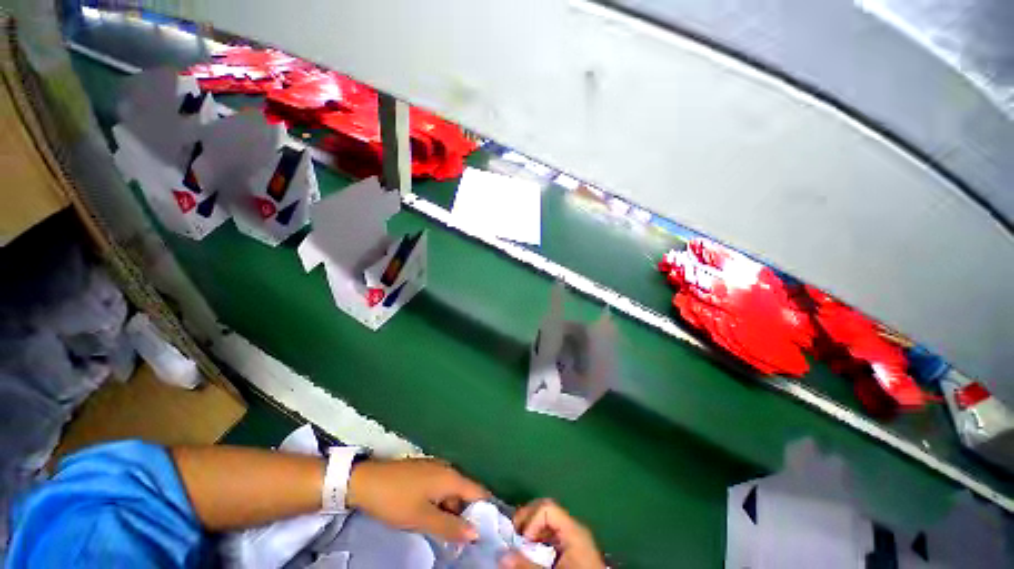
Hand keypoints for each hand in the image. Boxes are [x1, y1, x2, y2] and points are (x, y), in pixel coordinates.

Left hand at [346, 458, 488, 542]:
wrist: (366, 481)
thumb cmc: (396, 500)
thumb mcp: (422, 518)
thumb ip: (450, 526)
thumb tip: (475, 534)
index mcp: (451, 477)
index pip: (479, 492)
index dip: (485, 511)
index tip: (487, 531)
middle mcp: (447, 468)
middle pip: (465, 493)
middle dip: (464, 515)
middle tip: (458, 540)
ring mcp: (435, 468)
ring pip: (451, 492)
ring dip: (449, 511)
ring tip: (440, 532)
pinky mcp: (424, 471)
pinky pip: (440, 488)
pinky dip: (439, 503)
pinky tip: (428, 516)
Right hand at [499, 499, 604, 568]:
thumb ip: (527, 565)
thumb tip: (501, 556)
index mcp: (573, 529)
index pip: (547, 507)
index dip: (531, 520)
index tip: (522, 541)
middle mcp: (575, 528)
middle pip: (547, 510)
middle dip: (528, 520)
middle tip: (514, 536)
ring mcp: (575, 538)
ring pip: (549, 523)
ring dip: (532, 530)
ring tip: (521, 544)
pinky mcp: (573, 549)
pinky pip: (553, 535)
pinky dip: (539, 539)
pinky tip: (533, 551)